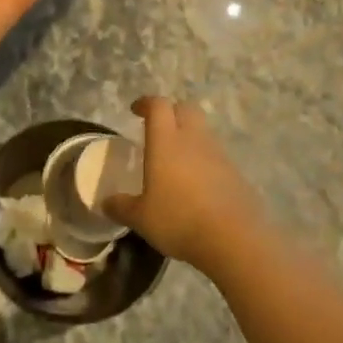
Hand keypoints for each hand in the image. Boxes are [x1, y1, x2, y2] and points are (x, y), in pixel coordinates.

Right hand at [101, 96, 274, 273]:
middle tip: (158, 129)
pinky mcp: (236, 174)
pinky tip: (196, 185)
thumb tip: (105, 203)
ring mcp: (219, 155)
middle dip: (171, 112)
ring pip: (203, 132)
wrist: (235, 240)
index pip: (158, 106)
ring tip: (175, 161)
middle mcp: (193, 140)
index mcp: (166, 141)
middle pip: (186, 109)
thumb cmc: (179, 220)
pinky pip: (216, 157)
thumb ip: (121, 207)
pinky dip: (204, 161)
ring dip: (189, 137)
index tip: (135, 110)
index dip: (146, 103)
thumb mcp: (141, 218)